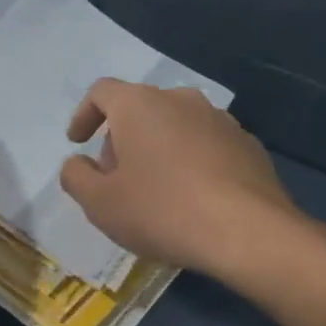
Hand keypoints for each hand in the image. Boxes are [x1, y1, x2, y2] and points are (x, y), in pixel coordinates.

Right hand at [57, 79, 304, 275]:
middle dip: (121, 139)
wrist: (249, 233)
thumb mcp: (100, 203)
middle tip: (115, 178)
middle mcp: (181, 100)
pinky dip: (191, 162)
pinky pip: (206, 145)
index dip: (84, 115)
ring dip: (157, 149)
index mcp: (139, 105)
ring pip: (175, 126)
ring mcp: (220, 120)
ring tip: (155, 191)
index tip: (78, 143)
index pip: (102, 92)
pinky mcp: (248, 145)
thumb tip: (78, 164)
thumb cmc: (162, 211)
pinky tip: (192, 199)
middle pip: (139, 109)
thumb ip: (76, 177)